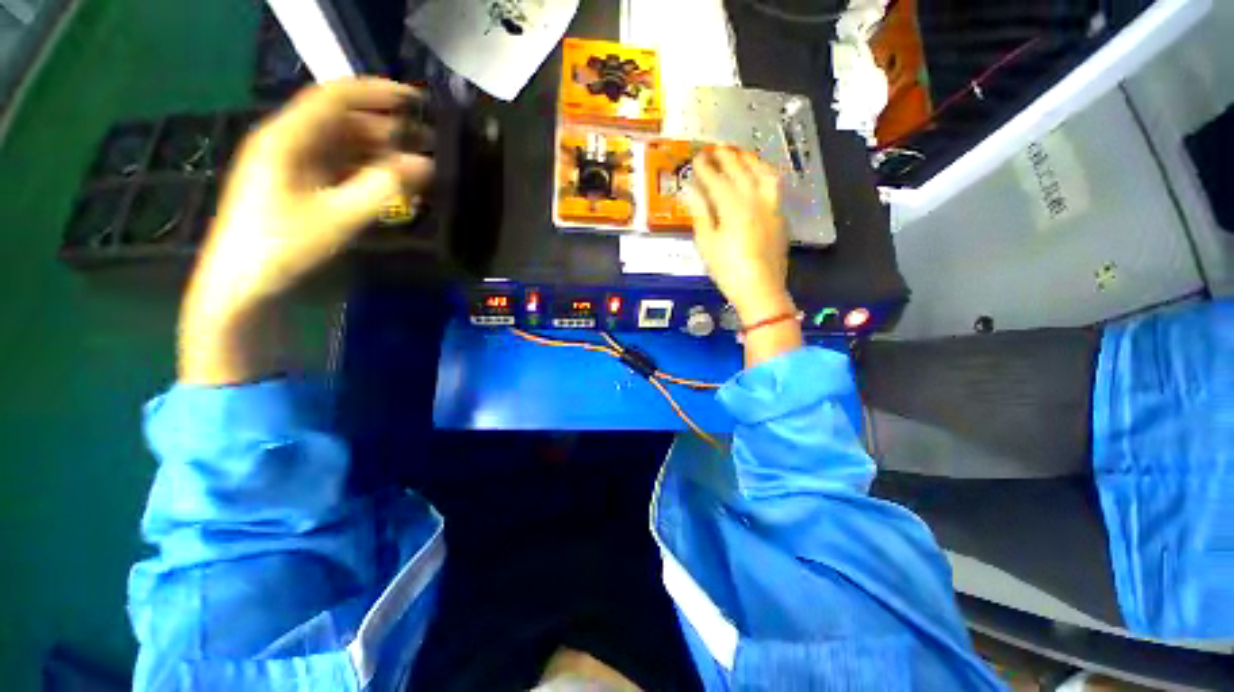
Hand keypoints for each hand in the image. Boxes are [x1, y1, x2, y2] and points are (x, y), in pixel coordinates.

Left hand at [179, 78, 433, 383]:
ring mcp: (275, 163)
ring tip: (396, 163)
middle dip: (376, 124)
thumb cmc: (274, 250)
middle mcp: (279, 140)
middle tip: (413, 140)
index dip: (378, 91)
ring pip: (327, 141)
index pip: (336, 94)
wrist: (228, 294)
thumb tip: (425, 165)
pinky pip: (317, 162)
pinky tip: (367, 181)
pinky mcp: (275, 185)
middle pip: (333, 117)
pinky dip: (345, 165)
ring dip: (363, 147)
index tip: (413, 101)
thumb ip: (380, 190)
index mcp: (285, 135)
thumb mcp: (331, 220)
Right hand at [683, 147, 794, 324]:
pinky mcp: (779, 215)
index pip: (715, 177)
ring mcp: (770, 206)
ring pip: (762, 173)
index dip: (704, 165)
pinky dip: (764, 173)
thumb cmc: (729, 269)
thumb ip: (700, 212)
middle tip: (714, 148)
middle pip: (739, 169)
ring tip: (740, 154)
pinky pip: (773, 185)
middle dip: (725, 156)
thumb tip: (691, 189)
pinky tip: (758, 174)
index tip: (696, 156)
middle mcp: (753, 199)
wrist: (763, 291)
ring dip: (749, 160)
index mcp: (731, 205)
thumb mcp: (706, 243)